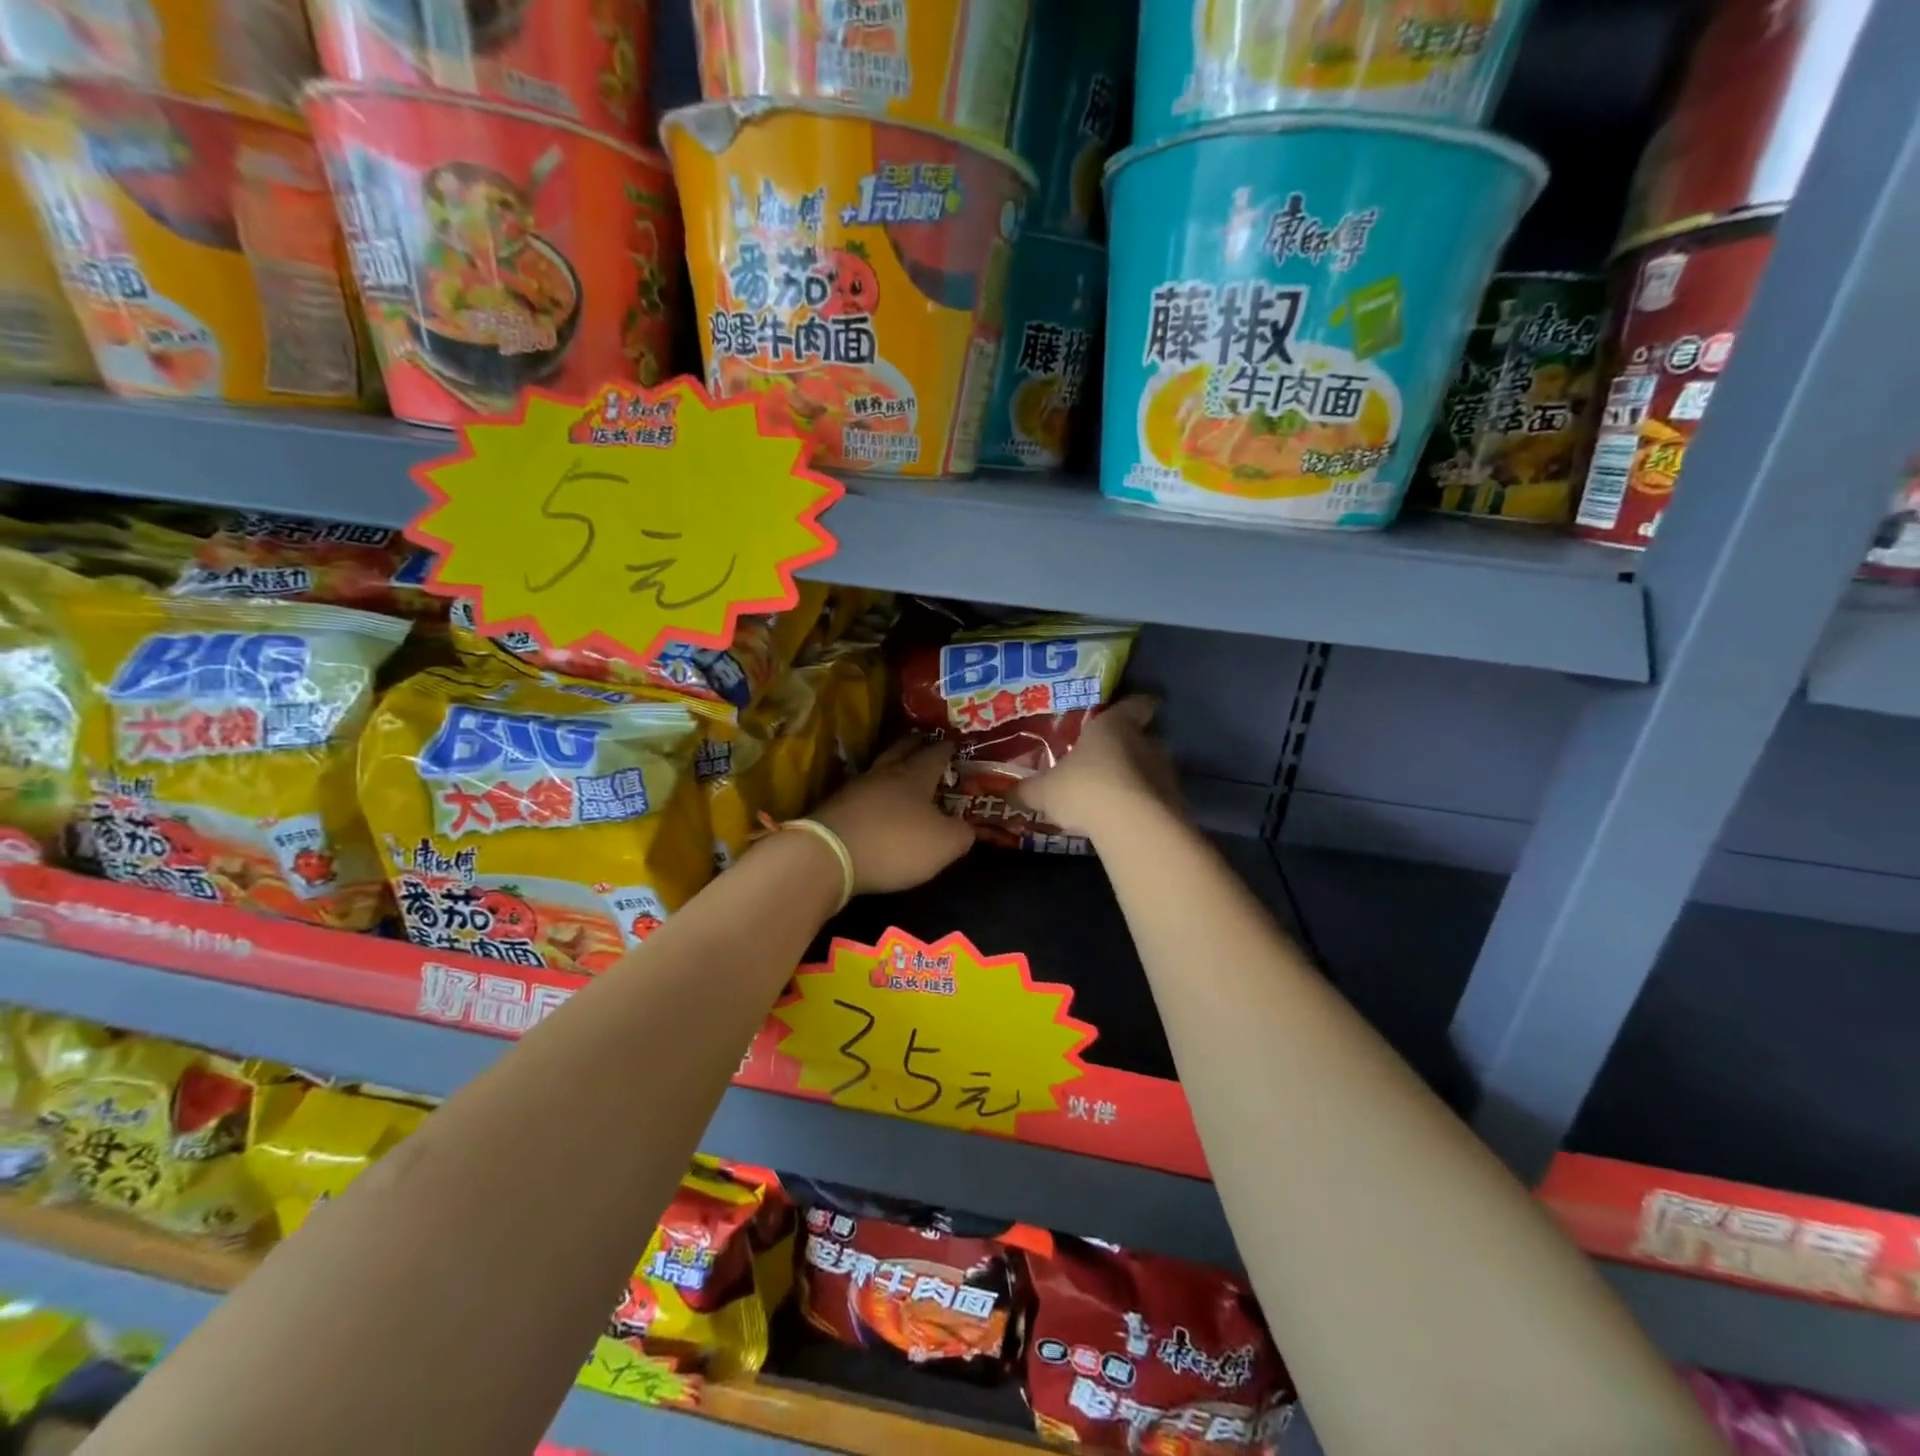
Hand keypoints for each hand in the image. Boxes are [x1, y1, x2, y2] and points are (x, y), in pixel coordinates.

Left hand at [812, 737, 973, 894]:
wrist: (827, 856)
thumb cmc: (894, 844)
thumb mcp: (943, 844)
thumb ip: (961, 833)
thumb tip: (967, 827)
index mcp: (915, 775)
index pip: (934, 753)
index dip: (946, 749)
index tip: (954, 744)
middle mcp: (884, 773)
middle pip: (901, 750)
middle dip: (916, 744)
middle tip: (926, 742)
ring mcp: (855, 788)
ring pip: (879, 769)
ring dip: (891, 768)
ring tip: (902, 772)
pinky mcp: (835, 807)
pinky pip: (861, 793)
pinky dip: (873, 794)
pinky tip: (876, 802)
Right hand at [1012, 696, 1178, 837]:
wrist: (1131, 826)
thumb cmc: (1084, 789)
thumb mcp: (1045, 791)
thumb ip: (1028, 790)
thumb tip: (1006, 793)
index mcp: (1113, 726)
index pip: (1135, 704)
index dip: (1136, 705)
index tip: (1138, 707)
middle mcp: (1145, 742)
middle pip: (1143, 738)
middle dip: (1128, 748)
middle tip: (1107, 761)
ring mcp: (1164, 773)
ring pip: (1151, 769)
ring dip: (1136, 779)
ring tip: (1114, 796)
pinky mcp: (1174, 803)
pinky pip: (1156, 798)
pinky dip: (1143, 805)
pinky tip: (1124, 820)